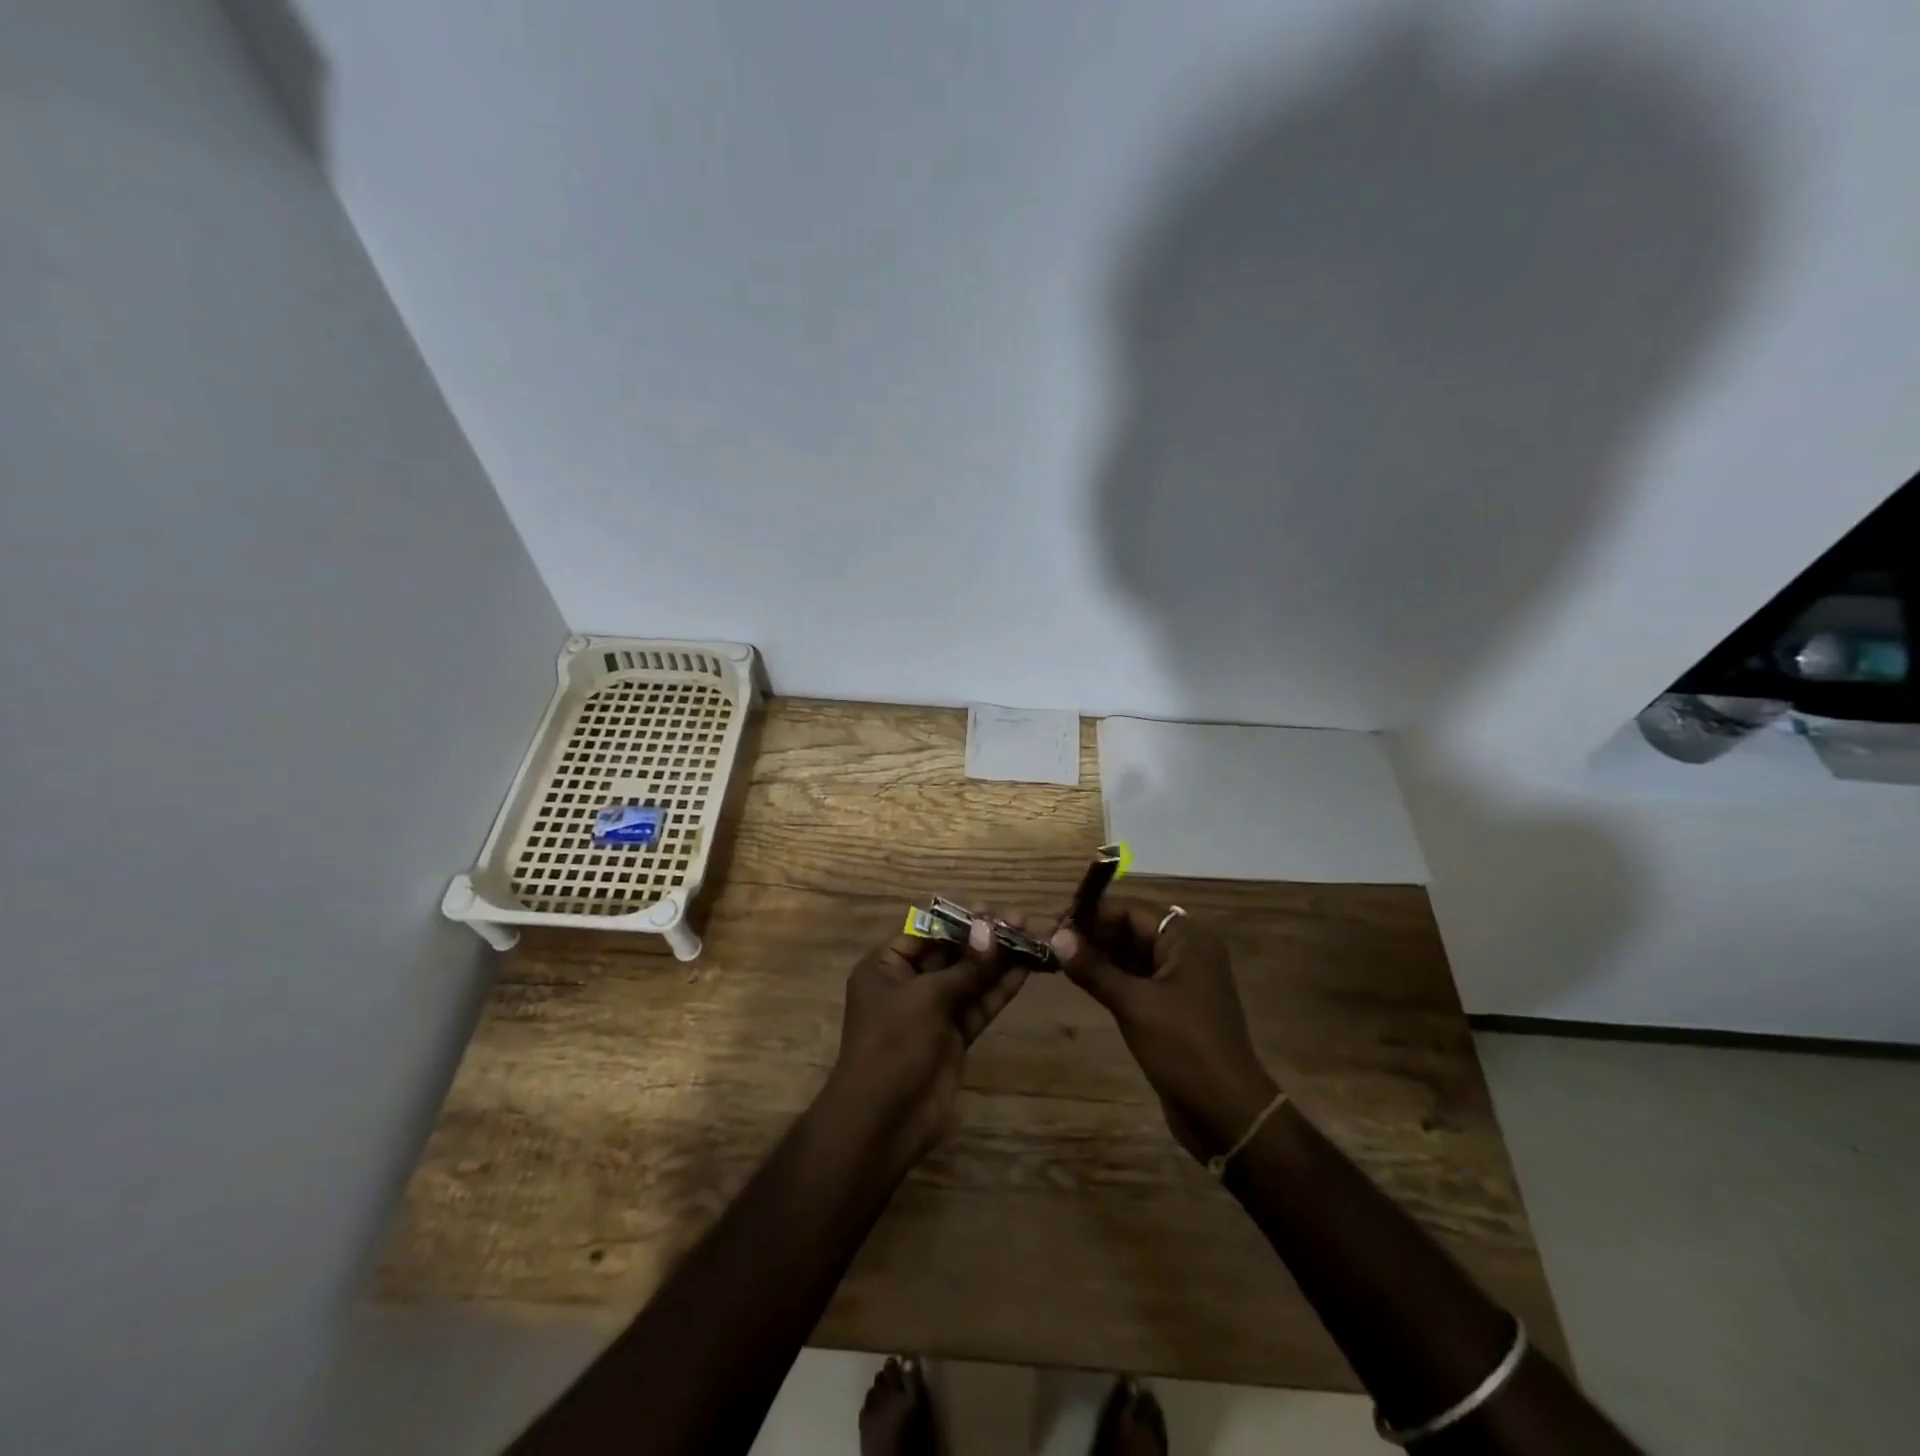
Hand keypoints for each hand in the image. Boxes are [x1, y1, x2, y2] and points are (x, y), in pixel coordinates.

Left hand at [819, 916, 1027, 1175]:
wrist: (883, 1121)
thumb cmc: (892, 1045)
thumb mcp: (925, 998)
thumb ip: (964, 967)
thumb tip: (992, 931)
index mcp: (886, 965)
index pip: (924, 928)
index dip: (958, 917)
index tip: (991, 909)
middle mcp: (909, 983)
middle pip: (950, 950)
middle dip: (984, 936)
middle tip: (1021, 920)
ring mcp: (933, 1011)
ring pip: (969, 977)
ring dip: (998, 959)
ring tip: (1032, 938)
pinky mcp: (954, 1036)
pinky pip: (978, 1004)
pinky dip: (999, 988)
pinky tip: (1026, 969)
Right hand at [1051, 904, 1278, 1162]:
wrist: (1226, 1112)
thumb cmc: (1183, 1048)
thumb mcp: (1134, 1004)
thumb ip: (1093, 968)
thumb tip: (1056, 936)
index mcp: (1187, 939)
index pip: (1132, 910)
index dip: (1093, 915)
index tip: (1056, 924)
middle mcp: (1188, 950)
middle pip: (1133, 928)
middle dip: (1095, 934)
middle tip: (1053, 943)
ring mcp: (1183, 978)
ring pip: (1135, 954)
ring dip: (1101, 956)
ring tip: (1060, 960)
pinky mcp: (1176, 1004)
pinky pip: (1140, 978)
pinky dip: (1114, 976)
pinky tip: (1084, 981)